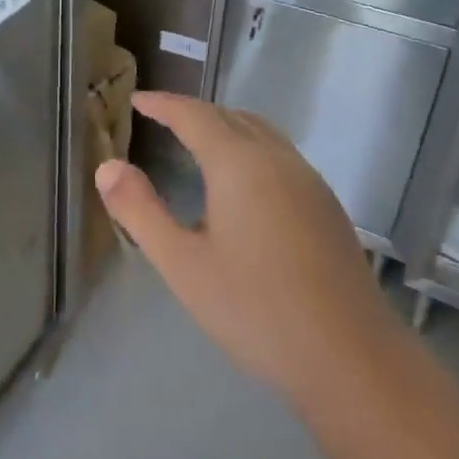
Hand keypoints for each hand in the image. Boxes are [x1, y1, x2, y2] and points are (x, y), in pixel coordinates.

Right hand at [94, 92, 396, 410]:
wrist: (351, 358)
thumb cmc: (256, 309)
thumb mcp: (182, 264)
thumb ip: (140, 211)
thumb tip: (107, 166)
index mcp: (239, 164)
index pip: (194, 115)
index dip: (163, 104)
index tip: (136, 100)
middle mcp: (277, 159)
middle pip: (231, 116)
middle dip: (193, 112)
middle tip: (161, 119)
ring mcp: (309, 181)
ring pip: (261, 132)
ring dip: (226, 126)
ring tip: (197, 142)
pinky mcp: (326, 206)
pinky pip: (280, 154)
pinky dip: (250, 147)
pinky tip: (243, 184)